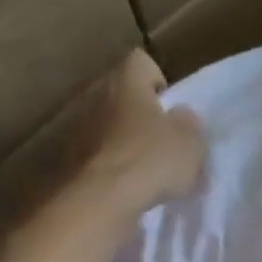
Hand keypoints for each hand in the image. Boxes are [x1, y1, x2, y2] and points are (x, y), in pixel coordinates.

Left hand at [80, 49, 205, 212]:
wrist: (100, 200)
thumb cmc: (152, 160)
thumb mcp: (191, 142)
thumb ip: (189, 124)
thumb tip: (180, 115)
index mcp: (127, 83)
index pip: (142, 62)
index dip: (159, 79)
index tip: (172, 107)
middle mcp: (97, 96)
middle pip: (124, 95)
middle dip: (144, 114)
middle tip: (166, 140)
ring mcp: (79, 128)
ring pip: (110, 125)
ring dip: (127, 141)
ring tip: (149, 169)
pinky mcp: (71, 159)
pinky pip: (100, 154)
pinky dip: (114, 165)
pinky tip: (131, 186)